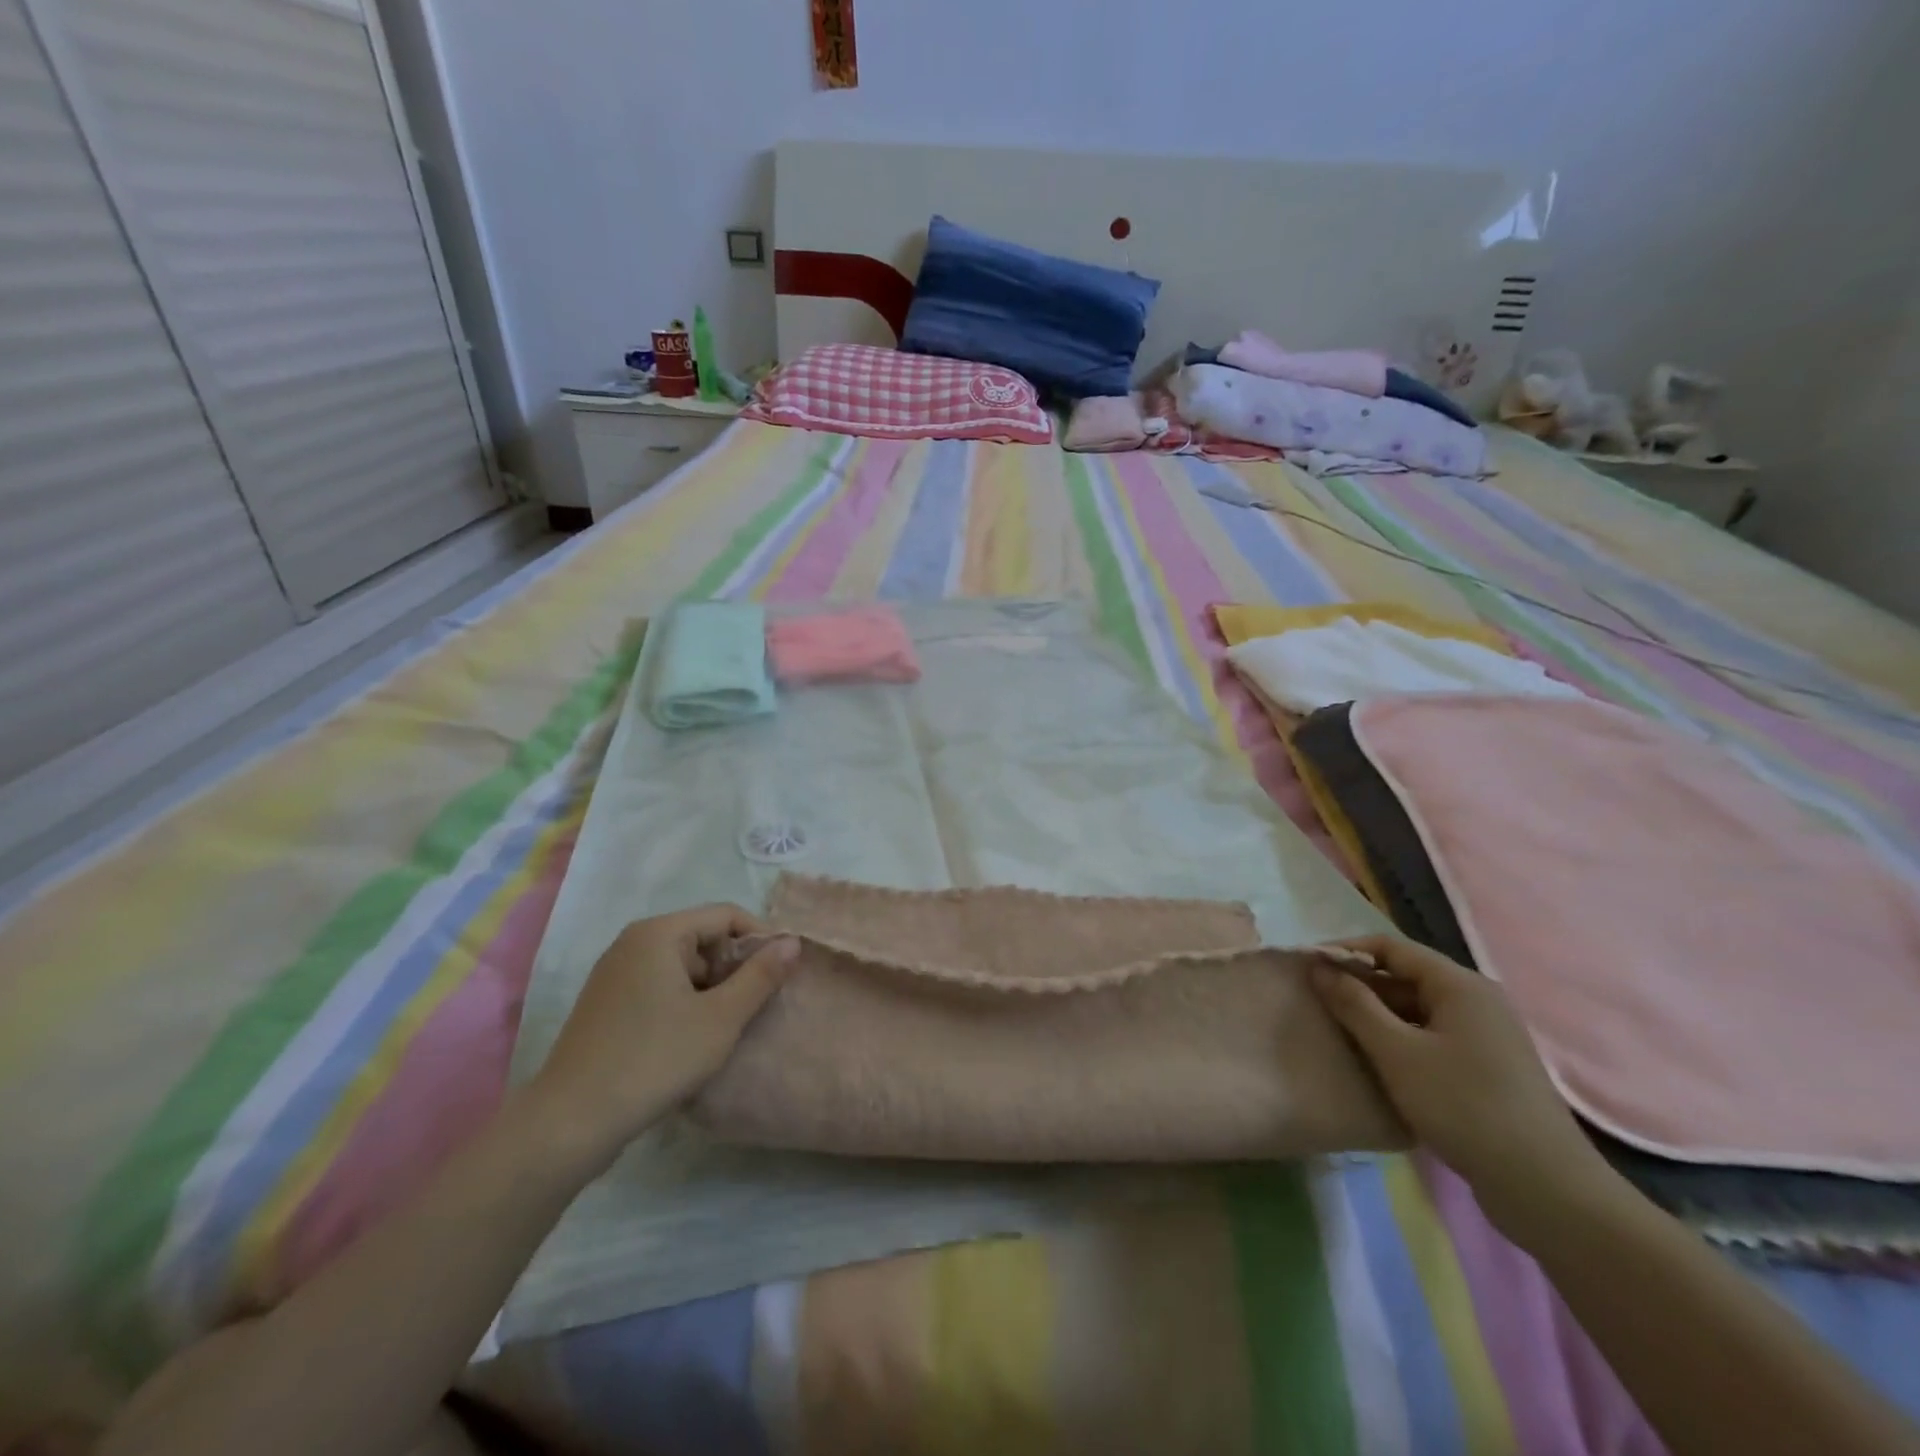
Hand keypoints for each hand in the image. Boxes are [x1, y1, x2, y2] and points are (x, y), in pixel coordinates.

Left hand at [525, 905, 797, 1168]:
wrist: (570, 1122)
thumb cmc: (655, 1059)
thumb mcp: (722, 1018)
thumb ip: (761, 975)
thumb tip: (792, 942)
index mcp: (659, 933)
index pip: (726, 915)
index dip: (760, 939)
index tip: (781, 974)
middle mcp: (633, 942)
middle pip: (703, 937)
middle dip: (734, 966)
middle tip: (755, 1005)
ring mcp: (614, 973)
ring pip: (681, 965)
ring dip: (711, 988)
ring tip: (727, 1026)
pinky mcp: (606, 1003)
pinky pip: (658, 985)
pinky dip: (684, 1001)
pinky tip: (691, 1038)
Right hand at [1312, 935, 1614, 1235]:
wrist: (1546, 1189)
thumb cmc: (1464, 1107)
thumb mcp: (1396, 1052)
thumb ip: (1354, 1005)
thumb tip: (1319, 967)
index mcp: (1460, 985)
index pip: (1391, 948)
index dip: (1346, 951)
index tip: (1308, 966)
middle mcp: (1478, 1001)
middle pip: (1406, 977)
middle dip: (1360, 985)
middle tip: (1318, 1002)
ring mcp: (1488, 1036)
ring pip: (1418, 1010)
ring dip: (1378, 1016)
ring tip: (1340, 1032)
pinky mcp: (1489, 1068)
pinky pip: (1433, 1037)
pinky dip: (1401, 1040)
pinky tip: (1379, 1063)